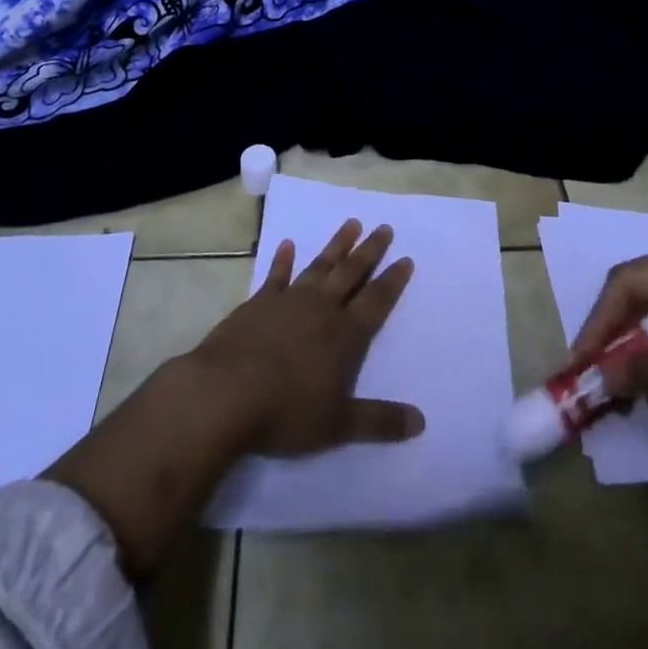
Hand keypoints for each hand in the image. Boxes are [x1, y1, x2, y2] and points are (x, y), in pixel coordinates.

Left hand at [188, 217, 424, 455]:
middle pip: (352, 273)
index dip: (393, 281)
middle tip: (384, 227)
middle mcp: (322, 309)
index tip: (406, 258)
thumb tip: (421, 422)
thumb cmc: (287, 412)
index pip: (376, 301)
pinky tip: (288, 244)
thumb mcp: (339, 425)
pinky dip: (283, 259)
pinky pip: (277, 275)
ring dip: (337, 244)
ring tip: (352, 222)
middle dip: (370, 250)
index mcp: (345, 336)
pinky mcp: (259, 302)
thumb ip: (380, 422)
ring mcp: (289, 300)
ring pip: (320, 266)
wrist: (227, 393)